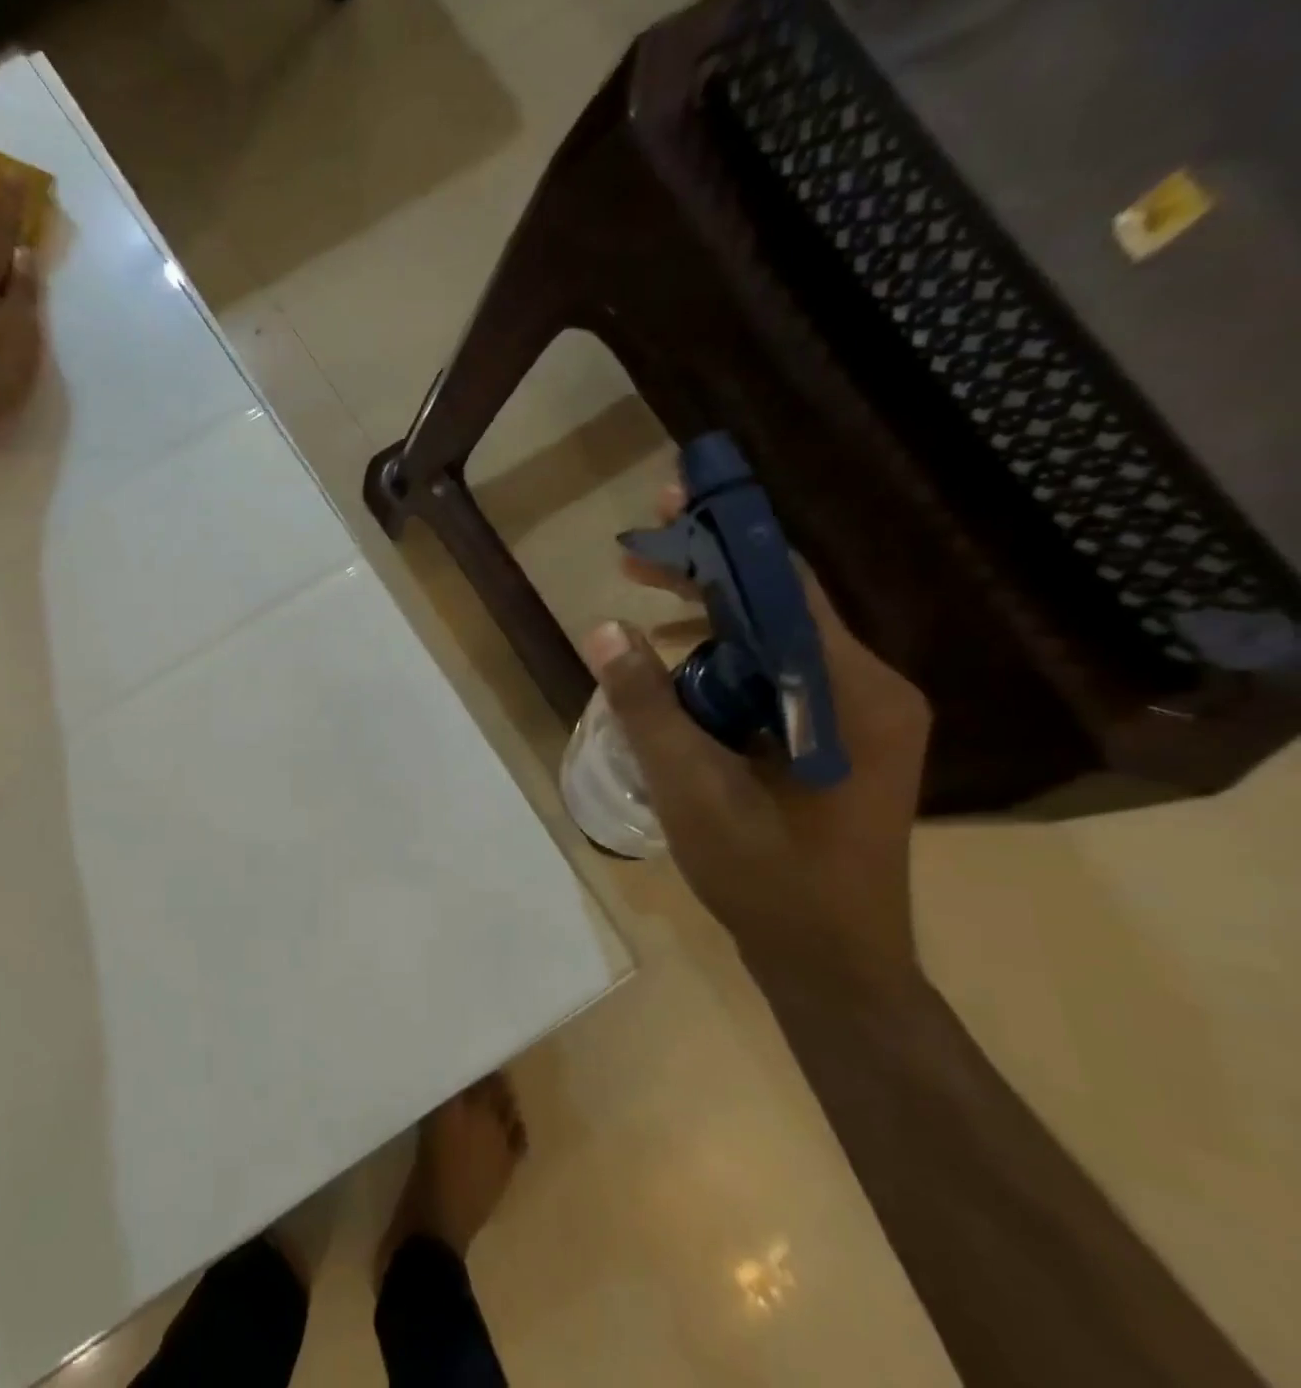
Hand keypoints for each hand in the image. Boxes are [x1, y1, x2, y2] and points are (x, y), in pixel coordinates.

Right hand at [581, 486, 930, 984]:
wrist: (834, 965)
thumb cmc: (767, 880)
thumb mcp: (691, 791)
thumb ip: (645, 705)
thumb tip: (602, 627)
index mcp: (851, 693)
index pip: (786, 586)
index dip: (723, 539)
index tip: (667, 505)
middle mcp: (869, 690)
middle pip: (782, 605)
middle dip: (706, 575)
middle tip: (632, 554)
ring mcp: (859, 716)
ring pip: (777, 642)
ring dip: (709, 622)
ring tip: (640, 611)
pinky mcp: (839, 738)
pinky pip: (780, 678)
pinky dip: (726, 665)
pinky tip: (677, 676)